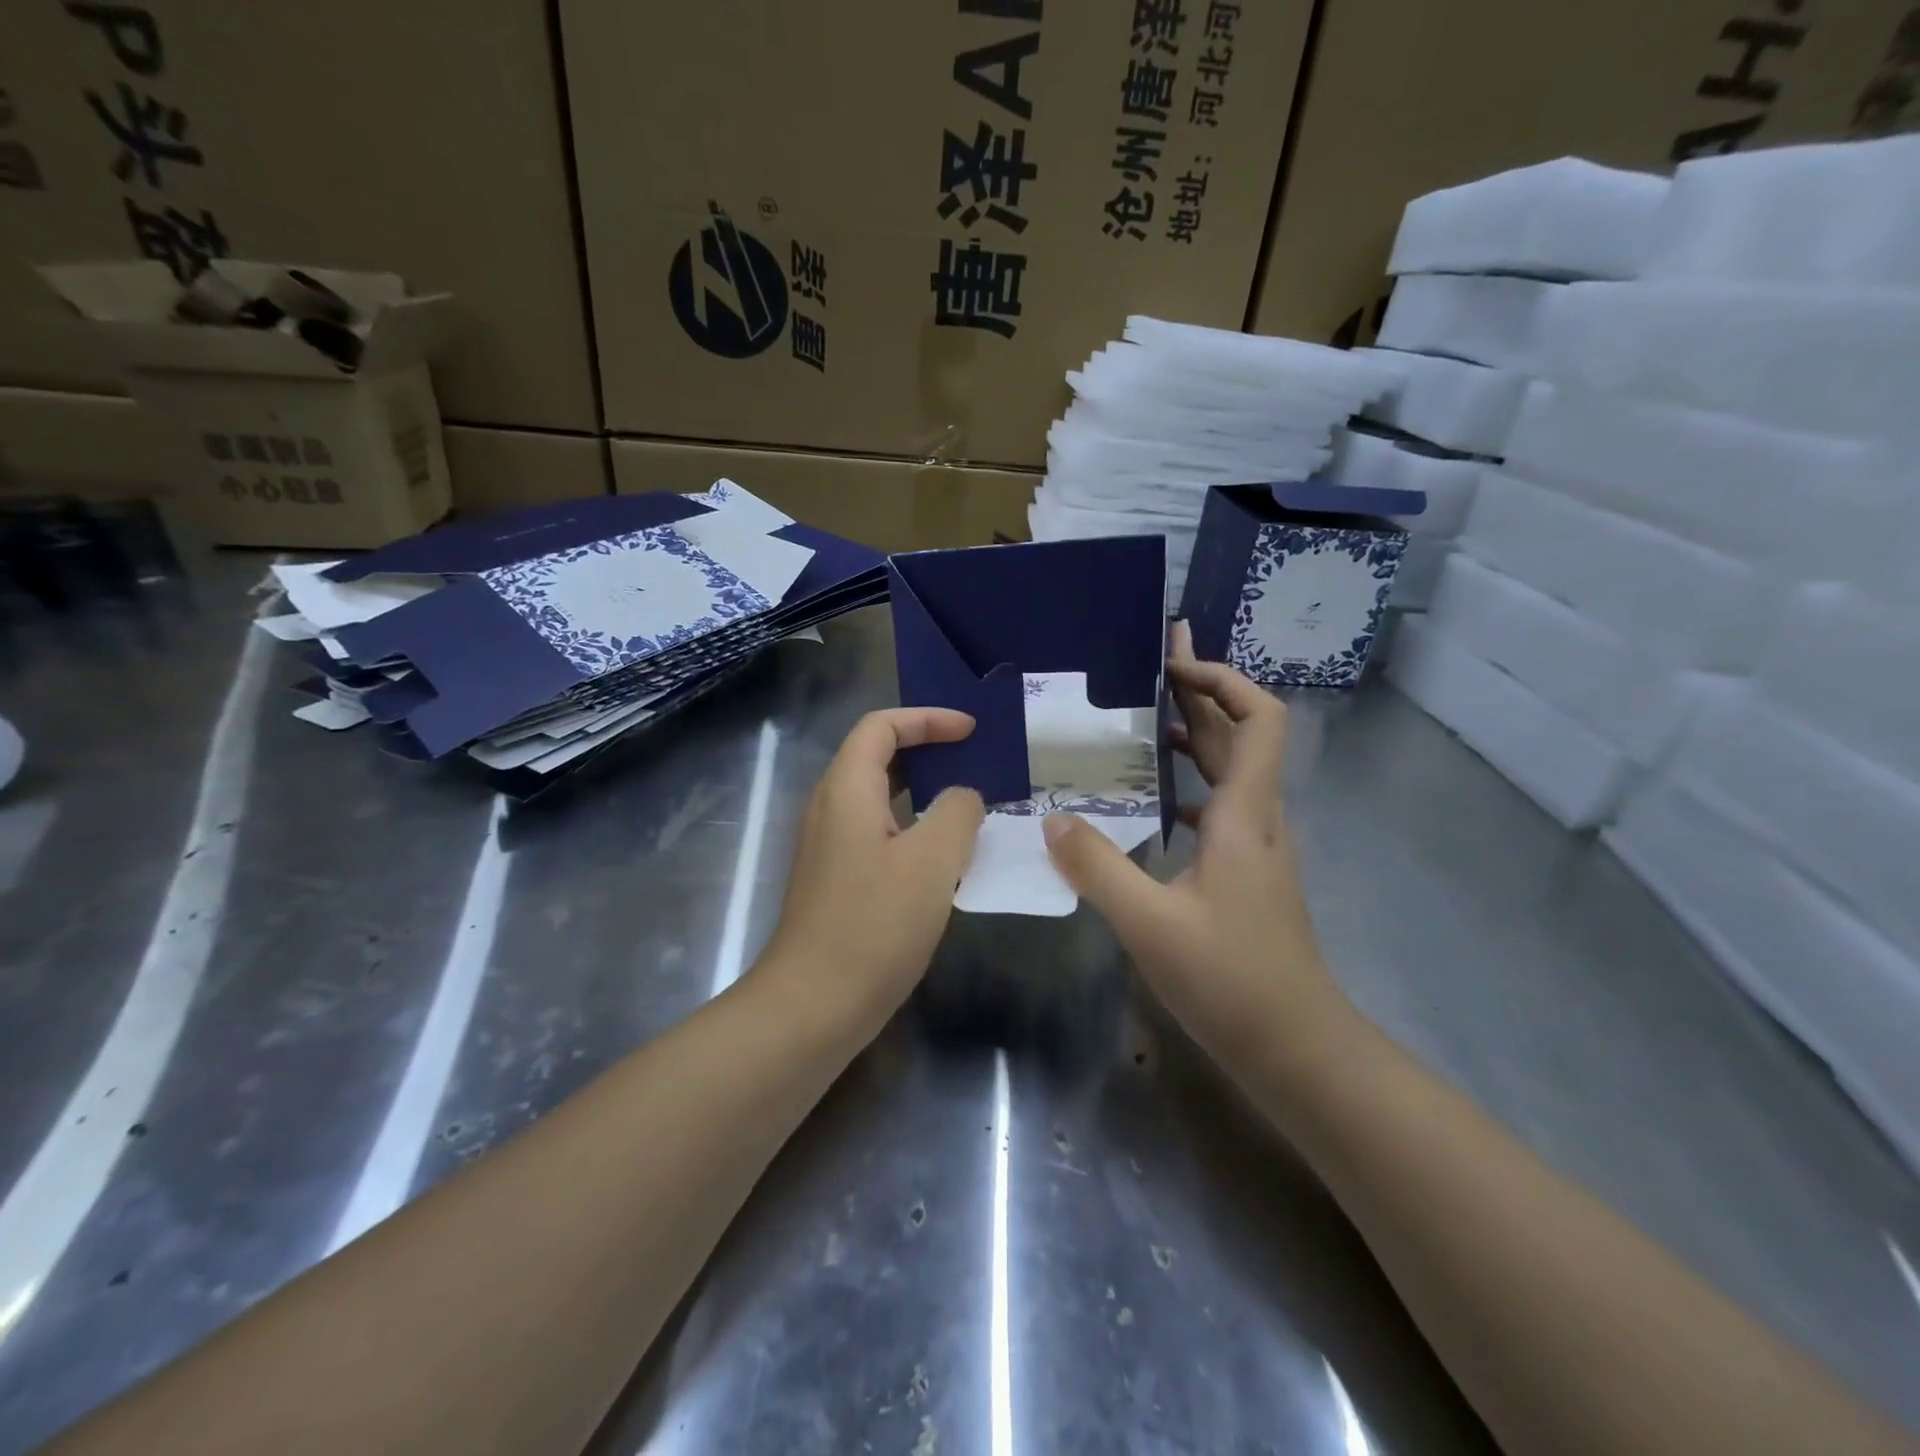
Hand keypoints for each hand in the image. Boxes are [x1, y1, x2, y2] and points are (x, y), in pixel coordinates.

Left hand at [760, 709, 984, 1032]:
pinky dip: (914, 824)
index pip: (881, 726)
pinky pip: (879, 830)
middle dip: (928, 748)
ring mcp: (830, 845)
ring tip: (970, 800)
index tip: (971, 731)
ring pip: (880, 797)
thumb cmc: (874, 925)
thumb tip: (964, 798)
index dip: (927, 718)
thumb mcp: (932, 862)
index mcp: (846, 789)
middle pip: (877, 756)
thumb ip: (957, 813)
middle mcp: (830, 808)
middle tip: (976, 758)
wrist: (813, 1005)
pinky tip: (947, 853)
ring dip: (923, 789)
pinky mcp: (837, 878)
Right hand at [1042, 626, 1346, 1073]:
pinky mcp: (1247, 873)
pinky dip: (1188, 785)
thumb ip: (1097, 867)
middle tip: (1150, 664)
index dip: (1225, 680)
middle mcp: (1258, 819)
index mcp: (1245, 814)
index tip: (1175, 665)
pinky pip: (1219, 807)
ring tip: (1141, 720)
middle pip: (1240, 735)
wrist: (1298, 1048)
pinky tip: (1150, 801)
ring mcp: (1256, 847)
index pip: (1259, 719)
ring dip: (1195, 737)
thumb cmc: (1231, 980)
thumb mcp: (1150, 923)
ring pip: (1230, 771)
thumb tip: (1053, 816)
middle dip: (1200, 693)